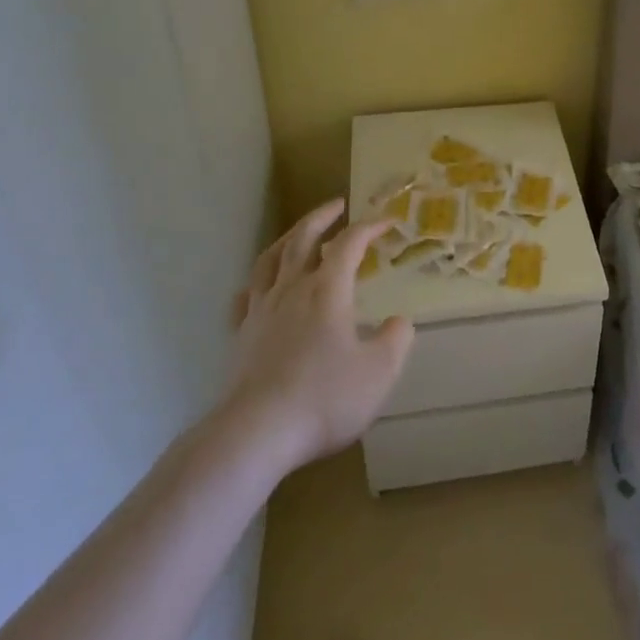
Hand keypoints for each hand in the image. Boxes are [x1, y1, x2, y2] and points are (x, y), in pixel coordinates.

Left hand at [218, 200, 413, 475]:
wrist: (255, 434)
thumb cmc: (323, 398)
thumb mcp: (379, 372)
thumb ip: (396, 341)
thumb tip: (399, 322)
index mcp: (328, 290)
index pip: (350, 243)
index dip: (370, 227)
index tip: (387, 221)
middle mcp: (292, 289)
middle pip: (302, 238)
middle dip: (322, 217)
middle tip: (337, 205)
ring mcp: (260, 311)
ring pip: (269, 260)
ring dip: (287, 239)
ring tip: (297, 234)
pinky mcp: (240, 336)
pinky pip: (245, 297)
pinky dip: (257, 283)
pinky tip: (259, 288)